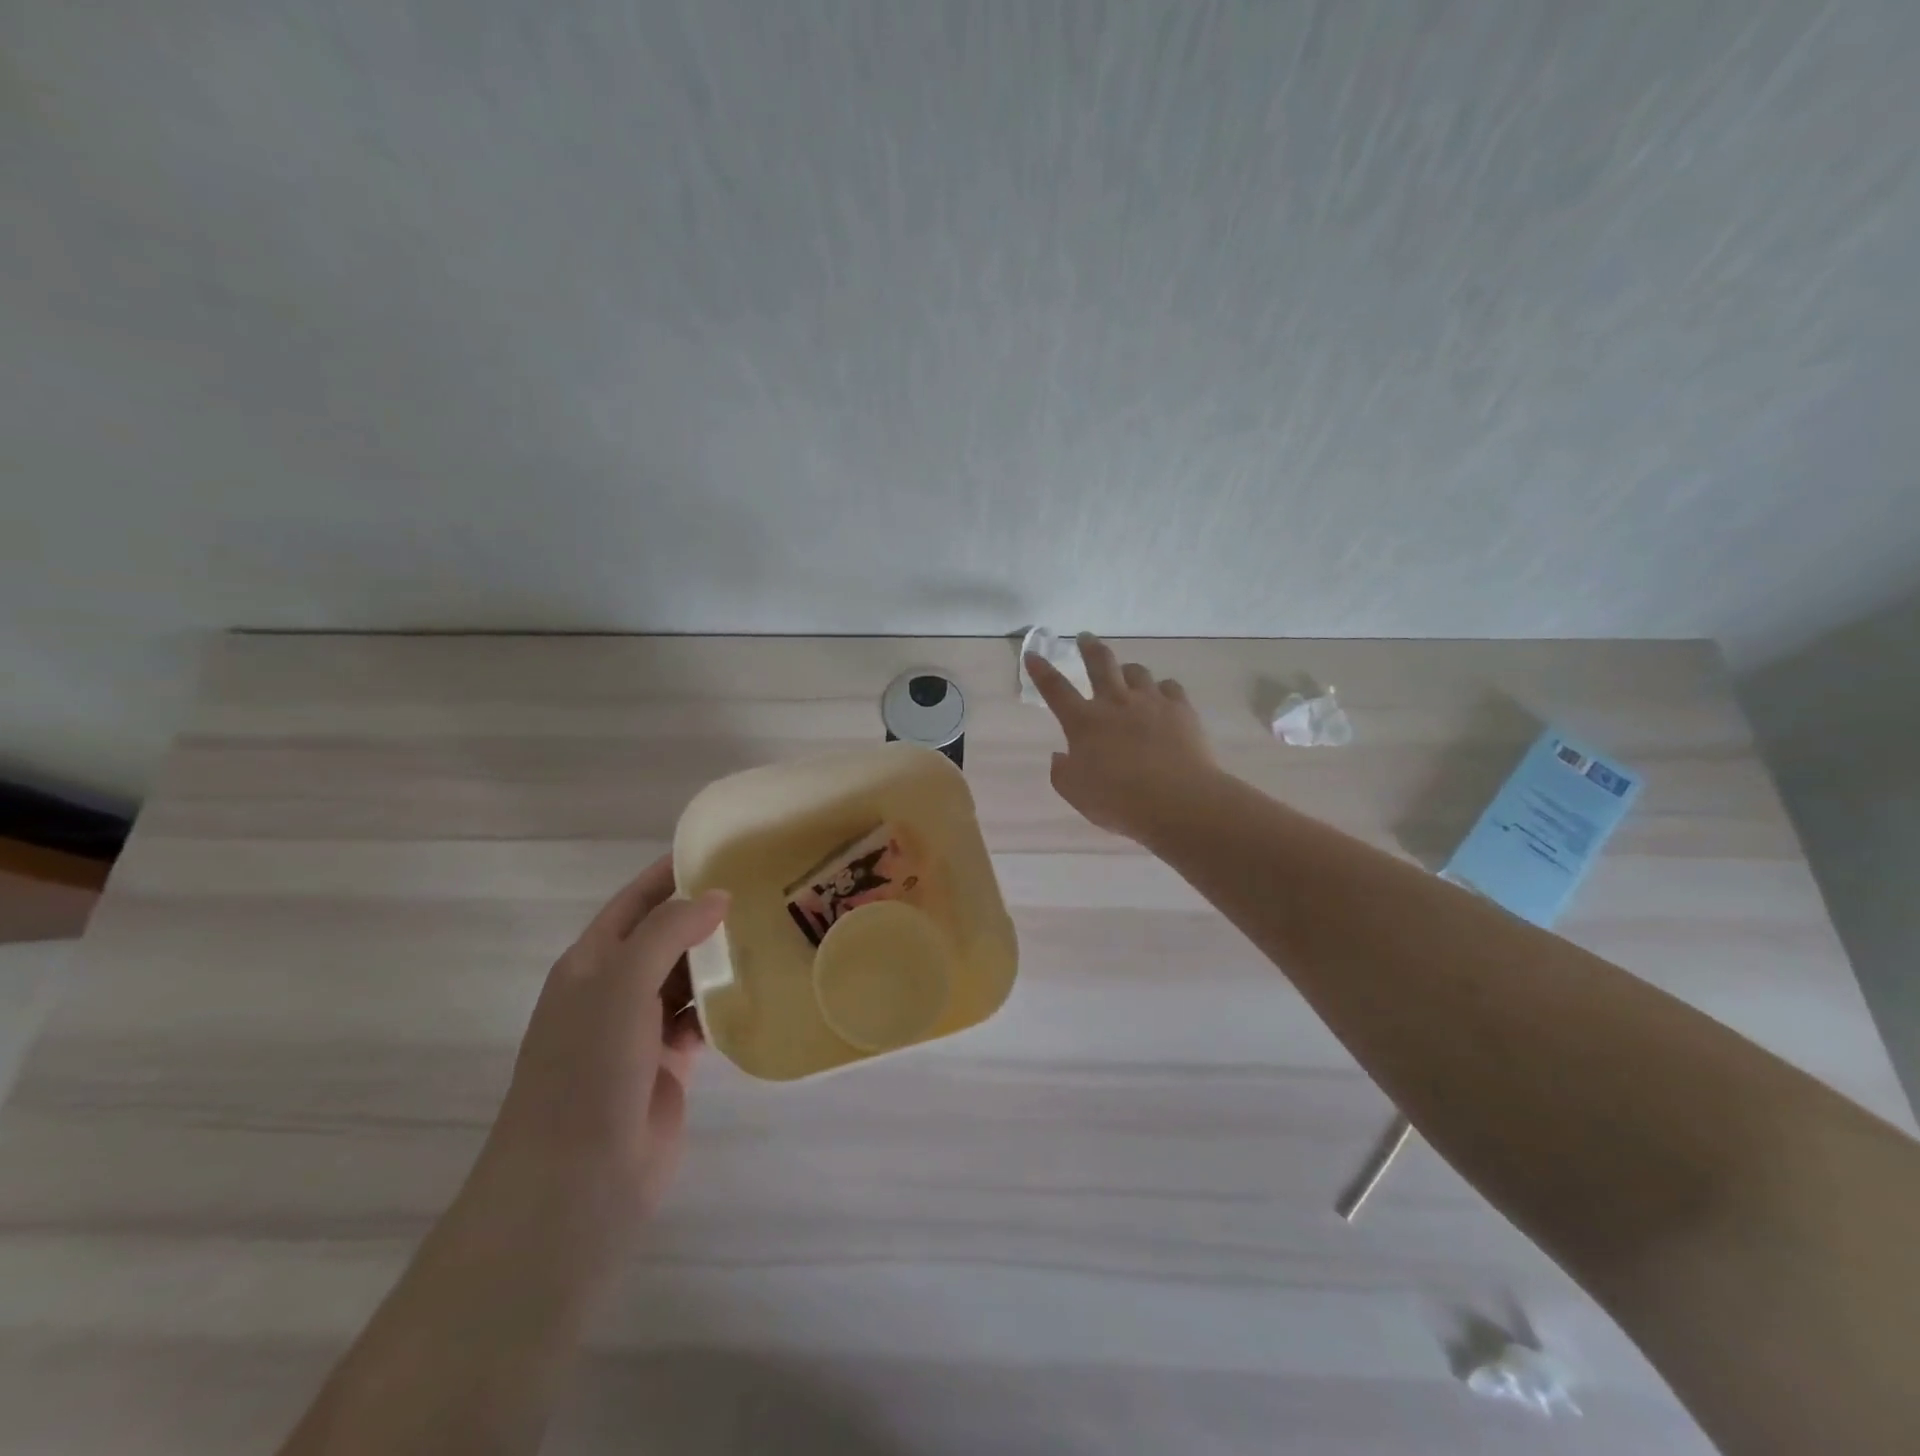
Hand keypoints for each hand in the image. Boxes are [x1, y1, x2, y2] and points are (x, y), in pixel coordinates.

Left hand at [468, 856, 728, 1240]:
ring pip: (688, 977)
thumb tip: (717, 895)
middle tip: (766, 889)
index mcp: (592, 962)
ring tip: (774, 931)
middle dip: (707, 913)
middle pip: (667, 936)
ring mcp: (642, 1029)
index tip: (723, 848)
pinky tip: (762, 989)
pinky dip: (727, 1003)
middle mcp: (615, 989)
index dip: (672, 872)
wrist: (576, 1183)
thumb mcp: (621, 983)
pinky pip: (704, 1018)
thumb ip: (669, 931)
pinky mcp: (670, 1064)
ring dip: (721, 958)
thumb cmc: (588, 1069)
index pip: (636, 901)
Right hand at [1025, 633, 1219, 843]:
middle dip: (1089, 647)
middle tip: (1085, 637)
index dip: (1041, 671)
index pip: (1055, 689)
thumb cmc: (1118, 801)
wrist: (1177, 800)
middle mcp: (1115, 703)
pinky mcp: (1180, 709)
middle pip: (1100, 663)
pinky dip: (1162, 690)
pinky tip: (1163, 698)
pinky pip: (1170, 687)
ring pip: (1136, 671)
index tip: (1033, 654)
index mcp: (1084, 722)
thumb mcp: (1076, 793)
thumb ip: (1062, 772)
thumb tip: (1060, 756)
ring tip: (1127, 675)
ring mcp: (1150, 702)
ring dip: (1128, 671)